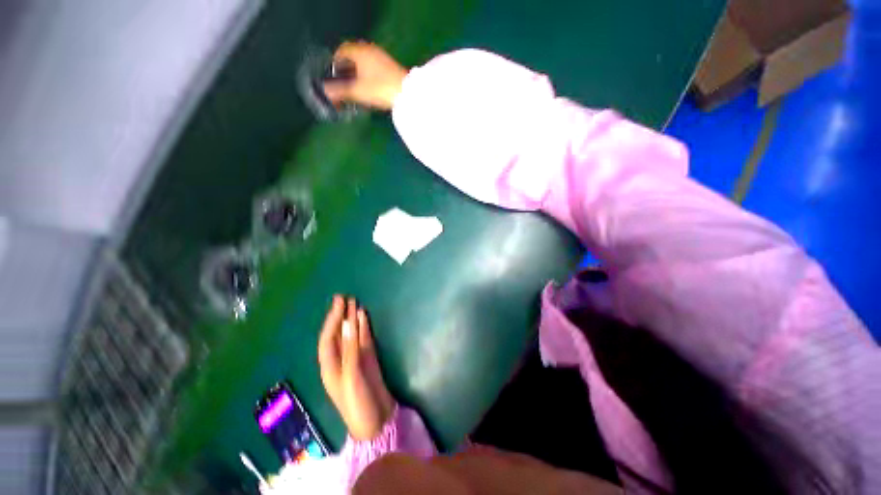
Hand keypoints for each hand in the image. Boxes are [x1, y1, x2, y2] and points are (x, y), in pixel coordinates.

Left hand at [318, 295, 394, 440]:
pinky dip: (364, 329)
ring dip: (352, 320)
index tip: (339, 302)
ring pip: (352, 335)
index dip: (332, 320)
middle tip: (345, 298)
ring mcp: (355, 360)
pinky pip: (364, 340)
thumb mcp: (351, 377)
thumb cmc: (358, 403)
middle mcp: (340, 361)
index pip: (328, 338)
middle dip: (340, 316)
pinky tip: (364, 318)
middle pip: (338, 334)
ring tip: (354, 303)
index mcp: (330, 367)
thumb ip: (350, 349)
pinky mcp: (368, 360)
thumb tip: (348, 323)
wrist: (376, 423)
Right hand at [323, 42, 407, 110]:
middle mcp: (370, 50)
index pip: (341, 50)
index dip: (335, 62)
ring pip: (364, 63)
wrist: (407, 94)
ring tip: (355, 89)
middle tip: (343, 84)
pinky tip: (369, 89)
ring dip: (358, 74)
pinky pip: (374, 68)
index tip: (333, 75)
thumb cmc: (379, 89)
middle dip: (346, 69)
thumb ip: (339, 91)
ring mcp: (382, 57)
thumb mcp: (357, 91)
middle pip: (353, 56)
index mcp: (359, 50)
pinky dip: (368, 76)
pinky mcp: (391, 67)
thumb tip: (325, 92)